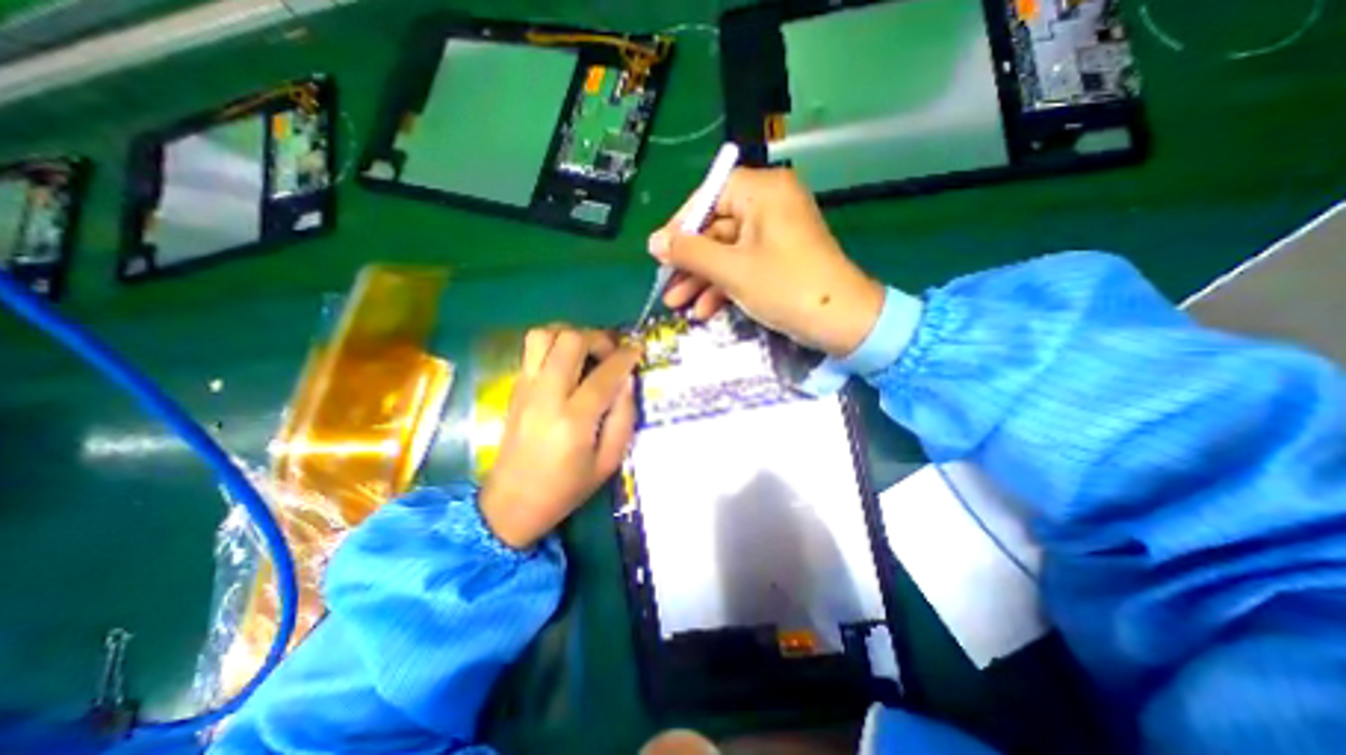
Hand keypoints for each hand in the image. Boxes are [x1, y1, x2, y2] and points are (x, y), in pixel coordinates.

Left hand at [479, 326, 641, 549]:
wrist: (512, 502)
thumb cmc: (566, 488)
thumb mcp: (608, 462)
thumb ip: (623, 417)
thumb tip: (627, 380)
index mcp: (574, 420)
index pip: (604, 374)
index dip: (625, 357)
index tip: (638, 349)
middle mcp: (546, 395)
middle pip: (570, 341)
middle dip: (598, 338)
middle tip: (611, 352)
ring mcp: (525, 388)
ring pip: (543, 335)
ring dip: (570, 335)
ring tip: (587, 351)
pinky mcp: (515, 387)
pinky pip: (532, 349)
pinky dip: (554, 344)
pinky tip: (567, 362)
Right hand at [648, 166, 892, 358]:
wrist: (841, 322)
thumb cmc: (785, 287)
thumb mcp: (731, 269)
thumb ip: (689, 252)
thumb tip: (654, 242)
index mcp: (763, 191)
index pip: (710, 195)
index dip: (681, 224)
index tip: (661, 252)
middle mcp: (769, 204)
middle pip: (716, 227)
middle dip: (690, 262)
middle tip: (666, 286)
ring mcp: (774, 234)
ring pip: (726, 251)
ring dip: (702, 279)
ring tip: (676, 305)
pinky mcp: (777, 259)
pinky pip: (742, 264)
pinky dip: (723, 286)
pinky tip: (704, 310)